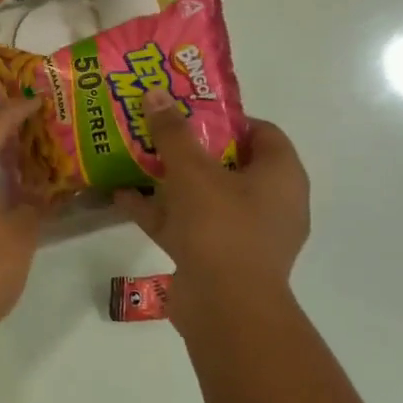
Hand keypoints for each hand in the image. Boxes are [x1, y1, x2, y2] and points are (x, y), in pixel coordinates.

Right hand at [112, 87, 309, 335]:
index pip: (262, 132)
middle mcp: (270, 203)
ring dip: (170, 180)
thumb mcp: (192, 171)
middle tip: (156, 129)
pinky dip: (160, 211)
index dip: (226, 117)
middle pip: (228, 163)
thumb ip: (172, 132)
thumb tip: (156, 94)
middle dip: (190, 147)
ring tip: (134, 157)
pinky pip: (188, 225)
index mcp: (280, 176)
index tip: (188, 109)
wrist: (225, 308)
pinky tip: (122, 197)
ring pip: (204, 195)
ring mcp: (244, 234)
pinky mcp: (218, 259)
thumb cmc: (220, 226)